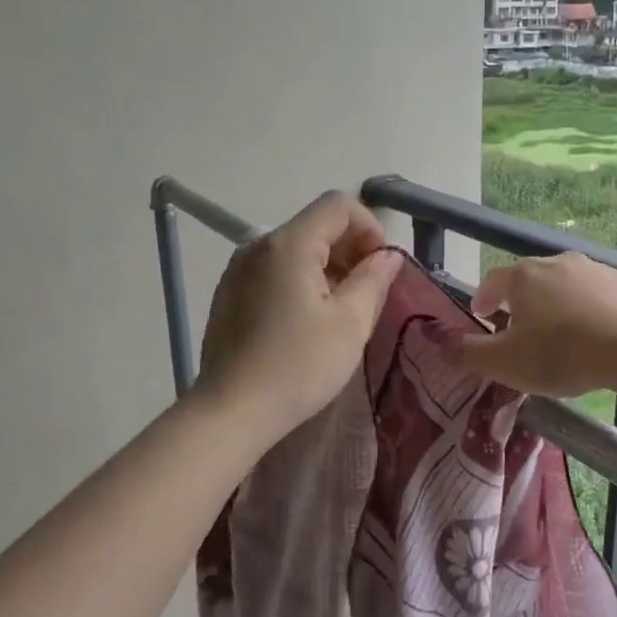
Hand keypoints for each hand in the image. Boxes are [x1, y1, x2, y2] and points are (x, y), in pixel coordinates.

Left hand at [196, 192, 401, 437]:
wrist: (231, 411)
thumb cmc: (298, 366)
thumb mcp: (350, 323)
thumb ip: (373, 279)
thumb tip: (387, 255)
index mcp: (289, 244)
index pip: (338, 205)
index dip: (369, 227)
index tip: (380, 268)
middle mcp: (258, 245)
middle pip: (316, 224)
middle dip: (350, 249)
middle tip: (366, 293)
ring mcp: (239, 269)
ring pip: (295, 248)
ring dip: (327, 267)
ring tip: (339, 311)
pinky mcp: (229, 292)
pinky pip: (274, 269)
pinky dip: (300, 280)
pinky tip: (306, 321)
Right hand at [454, 253, 616, 397]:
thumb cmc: (562, 353)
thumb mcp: (506, 363)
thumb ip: (470, 353)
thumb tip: (441, 344)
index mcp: (523, 277)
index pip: (493, 281)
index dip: (483, 298)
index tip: (481, 315)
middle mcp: (558, 263)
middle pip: (531, 279)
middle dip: (522, 301)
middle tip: (521, 327)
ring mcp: (598, 269)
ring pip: (570, 284)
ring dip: (561, 302)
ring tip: (563, 332)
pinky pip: (605, 295)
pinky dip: (597, 309)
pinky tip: (603, 332)